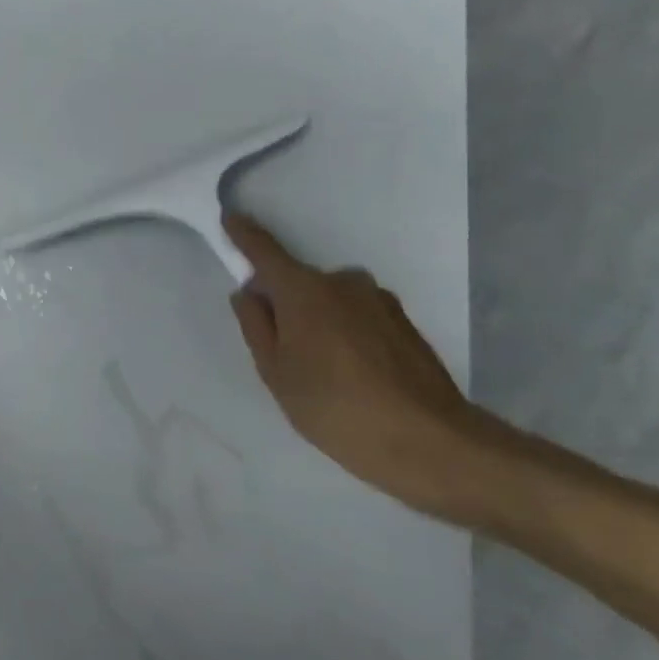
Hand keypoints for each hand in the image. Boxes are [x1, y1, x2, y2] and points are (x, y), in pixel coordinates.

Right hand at [224, 212, 526, 527]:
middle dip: (286, 305)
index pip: (265, 251)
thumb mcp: (276, 373)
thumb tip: (249, 292)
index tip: (230, 218)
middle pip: (300, 283)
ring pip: (332, 302)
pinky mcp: (404, 322)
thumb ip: (256, 326)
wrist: (428, 441)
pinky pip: (359, 317)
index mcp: (304, 290)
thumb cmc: (334, 408)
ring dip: (320, 323)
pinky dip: (347, 335)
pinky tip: (355, 377)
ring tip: (325, 375)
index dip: (244, 235)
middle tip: (284, 354)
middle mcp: (343, 282)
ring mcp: (379, 300)